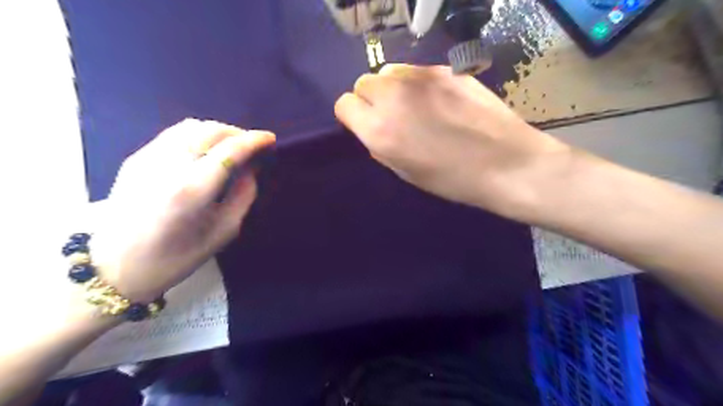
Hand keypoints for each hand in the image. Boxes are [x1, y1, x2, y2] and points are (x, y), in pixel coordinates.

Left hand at [90, 119, 276, 302]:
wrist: (114, 267)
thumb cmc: (175, 257)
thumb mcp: (223, 232)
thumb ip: (243, 195)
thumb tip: (251, 169)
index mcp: (192, 189)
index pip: (230, 150)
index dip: (254, 140)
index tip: (270, 138)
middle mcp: (169, 166)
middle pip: (210, 131)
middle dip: (238, 133)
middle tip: (253, 146)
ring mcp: (148, 158)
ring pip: (191, 127)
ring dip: (218, 131)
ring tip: (232, 146)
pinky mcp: (136, 158)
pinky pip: (175, 134)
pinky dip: (198, 135)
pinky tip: (206, 150)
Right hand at [334, 64, 569, 220]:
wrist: (505, 164)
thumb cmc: (452, 180)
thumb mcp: (406, 173)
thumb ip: (381, 146)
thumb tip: (374, 130)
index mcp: (379, 130)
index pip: (344, 104)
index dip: (353, 116)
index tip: (366, 125)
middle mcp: (393, 97)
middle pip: (363, 83)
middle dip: (371, 99)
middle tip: (392, 117)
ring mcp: (421, 78)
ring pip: (389, 71)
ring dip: (393, 88)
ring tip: (414, 106)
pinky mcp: (445, 69)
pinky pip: (417, 71)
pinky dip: (418, 84)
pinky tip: (439, 100)